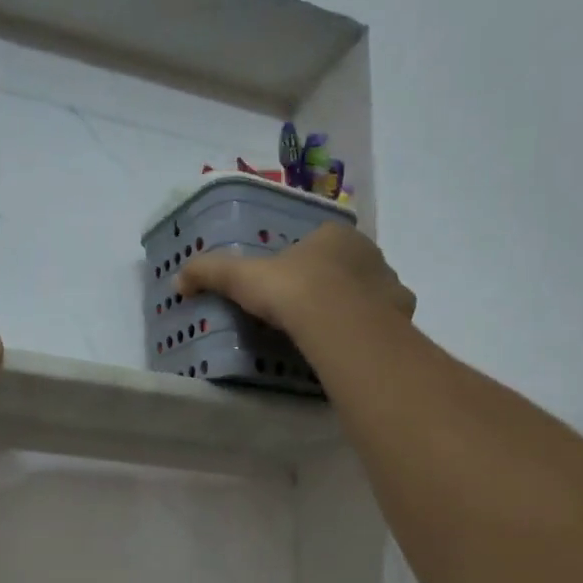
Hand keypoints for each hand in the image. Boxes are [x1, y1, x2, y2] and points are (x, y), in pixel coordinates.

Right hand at [176, 223, 414, 333]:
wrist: (339, 324)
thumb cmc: (293, 291)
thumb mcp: (242, 279)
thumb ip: (211, 273)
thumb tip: (178, 280)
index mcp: (334, 236)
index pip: (318, 242)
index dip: (302, 262)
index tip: (286, 286)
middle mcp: (369, 253)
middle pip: (347, 267)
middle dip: (331, 284)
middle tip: (306, 311)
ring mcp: (391, 285)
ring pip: (370, 293)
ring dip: (355, 306)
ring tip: (330, 332)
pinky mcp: (403, 317)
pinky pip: (385, 321)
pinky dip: (372, 330)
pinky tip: (352, 346)